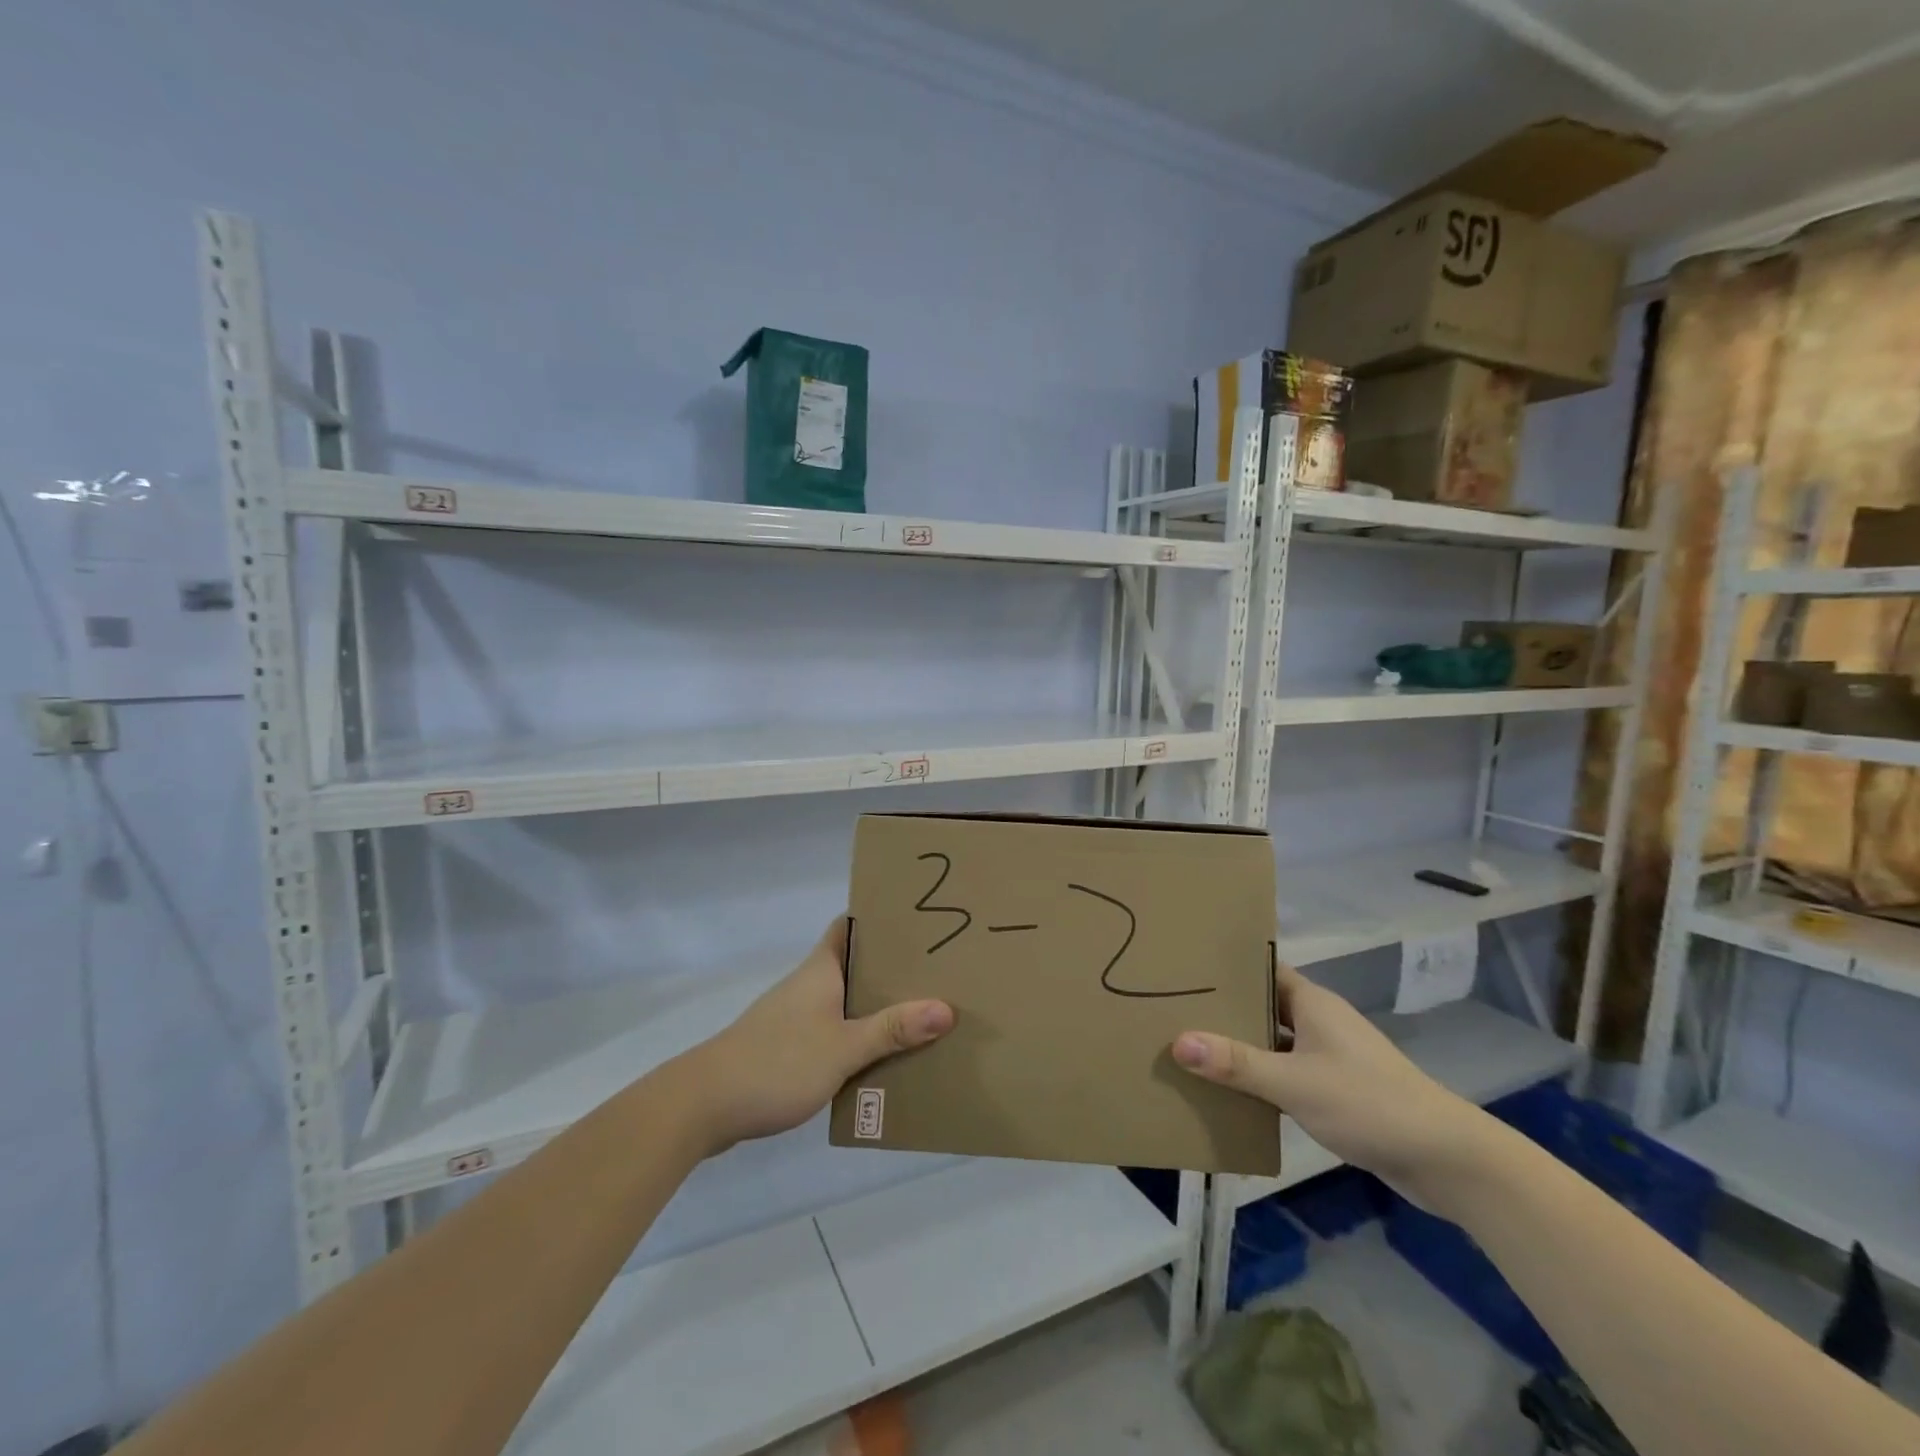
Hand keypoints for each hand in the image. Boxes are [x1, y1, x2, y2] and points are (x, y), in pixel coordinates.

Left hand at [682, 918, 954, 1153]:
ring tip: (920, 1014)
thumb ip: (892, 1029)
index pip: (849, 925)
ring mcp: (794, 1017)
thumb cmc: (777, 1062)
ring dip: (875, 1007)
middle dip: (891, 968)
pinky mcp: (786, 1048)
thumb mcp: (843, 1047)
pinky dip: (856, 1038)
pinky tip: (880, 1059)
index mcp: (820, 970)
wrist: (704, 1105)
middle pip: (854, 965)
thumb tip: (946, 1008)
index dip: (880, 918)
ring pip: (844, 1001)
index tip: (918, 919)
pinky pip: (832, 1032)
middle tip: (936, 971)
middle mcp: (808, 985)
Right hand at [1171, 962, 1492, 1204]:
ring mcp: (1330, 1057)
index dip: (1225, 967)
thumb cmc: (1368, 1103)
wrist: (1446, 1160)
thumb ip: (1237, 1064)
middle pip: (1263, 1007)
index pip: (1261, 969)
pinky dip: (1262, 1080)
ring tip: (1191, 1051)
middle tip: (1174, 1010)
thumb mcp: (1294, 1082)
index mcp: (1312, 1003)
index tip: (1184, 967)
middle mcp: (1320, 1022)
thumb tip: (1178, 1042)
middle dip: (1224, 1010)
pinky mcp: (1337, 1091)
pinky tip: (1231, 1094)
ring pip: (1274, 1044)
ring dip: (1241, 1049)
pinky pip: (1287, 1075)